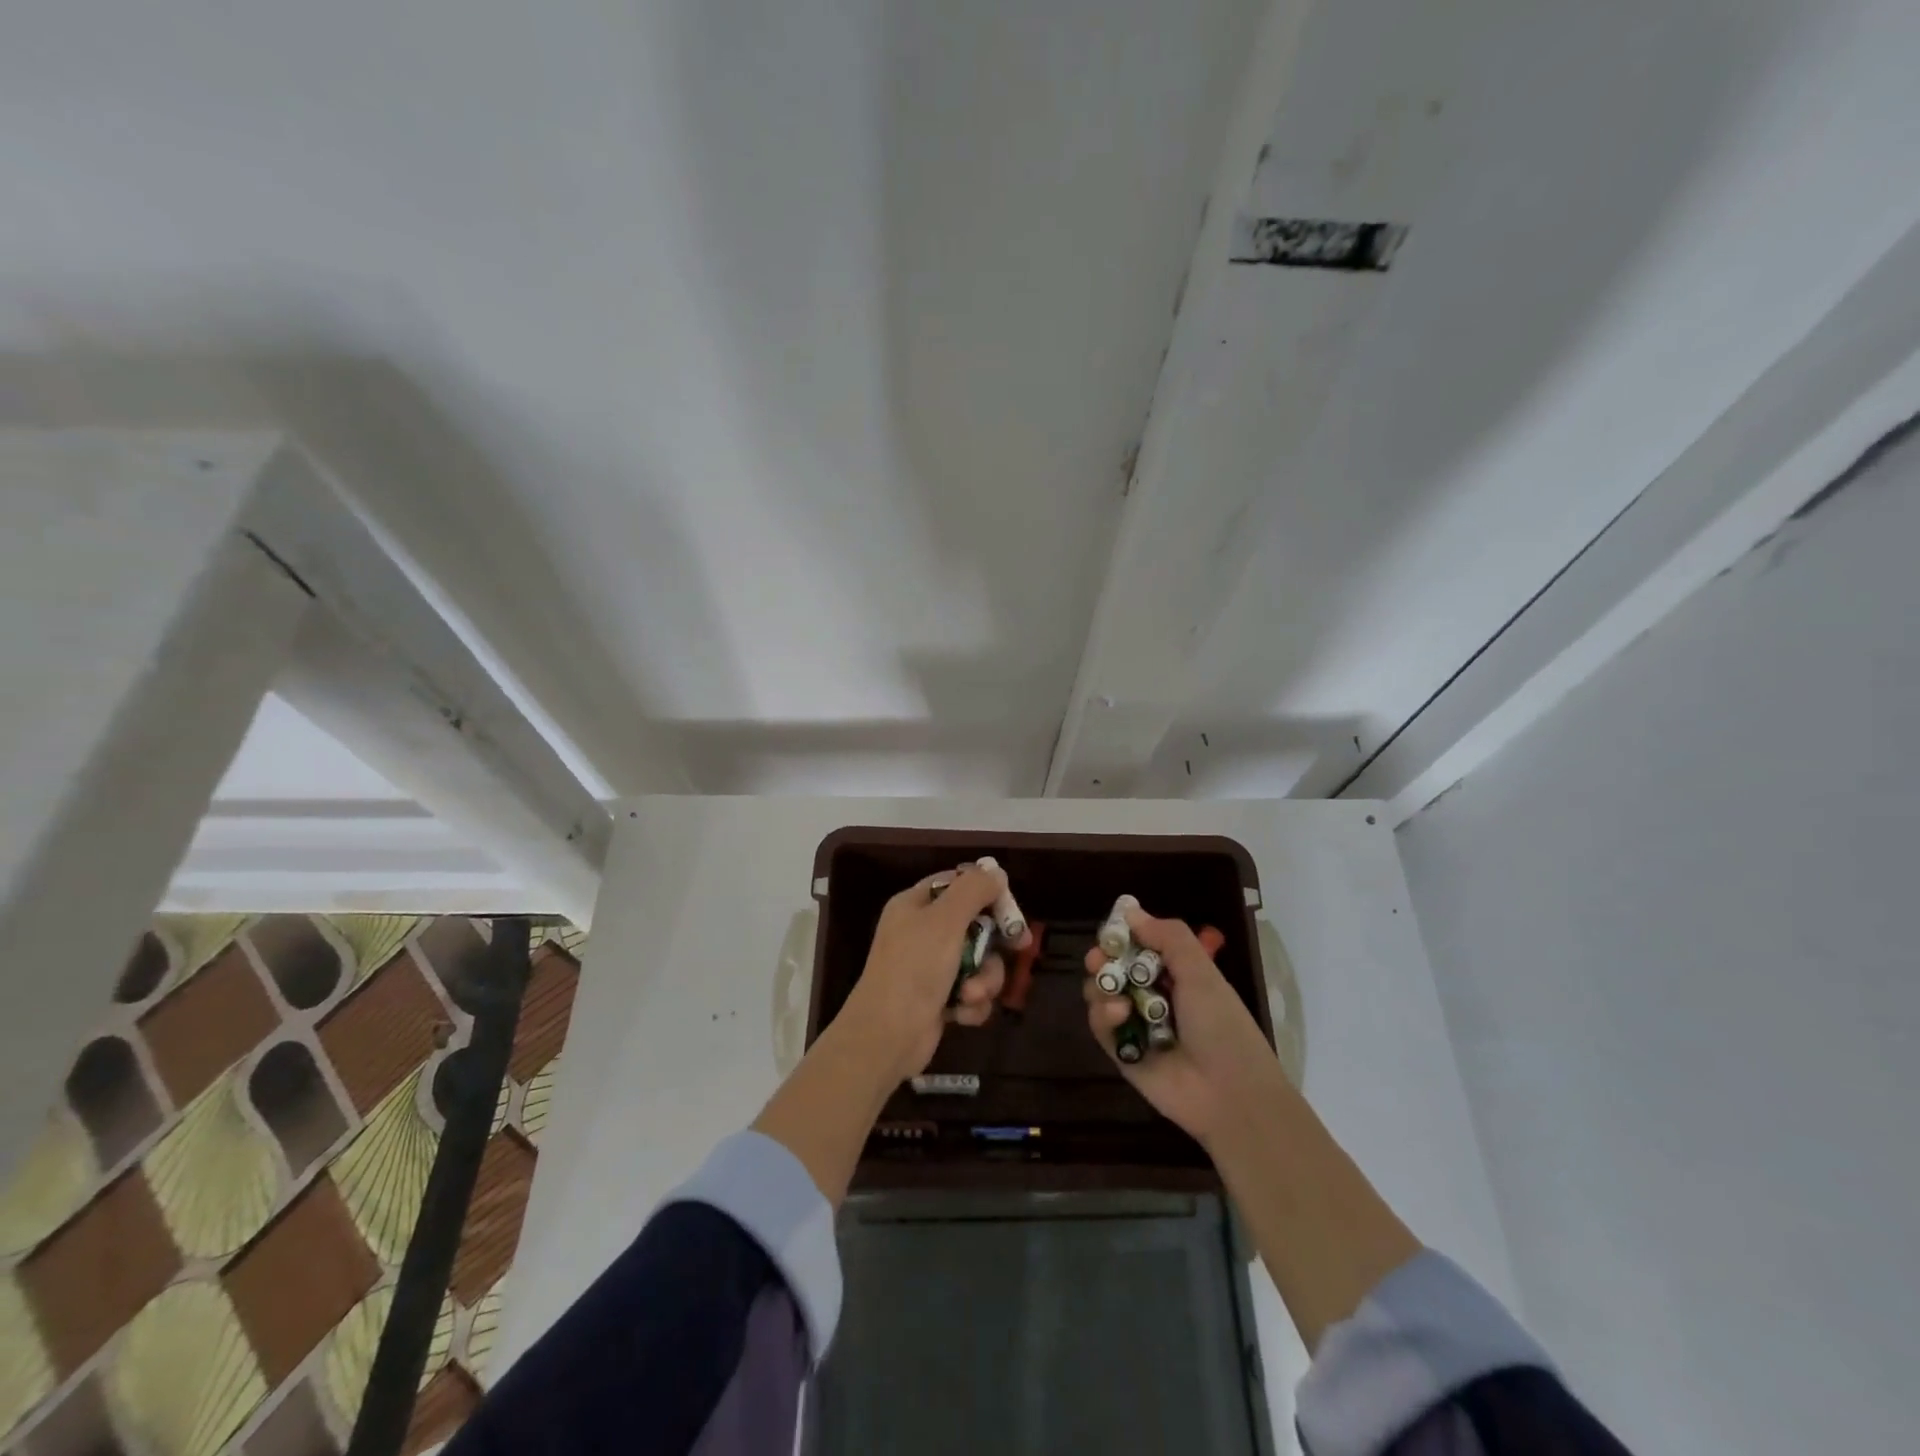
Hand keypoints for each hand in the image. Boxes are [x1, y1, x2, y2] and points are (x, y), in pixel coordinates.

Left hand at [840, 862, 1022, 1084]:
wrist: (887, 1036)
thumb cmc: (914, 968)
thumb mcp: (945, 920)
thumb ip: (973, 890)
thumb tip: (995, 872)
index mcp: (915, 905)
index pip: (957, 883)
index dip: (986, 892)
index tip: (1010, 907)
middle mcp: (922, 932)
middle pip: (975, 924)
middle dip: (992, 943)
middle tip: (1018, 947)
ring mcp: (930, 968)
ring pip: (979, 962)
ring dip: (984, 979)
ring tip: (971, 994)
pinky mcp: (939, 1000)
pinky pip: (972, 992)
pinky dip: (972, 1003)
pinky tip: (962, 1014)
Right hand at [1083, 906, 1283, 1145]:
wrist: (1230, 1094)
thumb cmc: (1222, 1026)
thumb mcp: (1201, 973)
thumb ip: (1169, 937)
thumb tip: (1130, 911)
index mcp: (1176, 974)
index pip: (1139, 945)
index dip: (1122, 936)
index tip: (1111, 931)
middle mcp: (1152, 995)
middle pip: (1114, 967)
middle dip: (1102, 959)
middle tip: (1098, 959)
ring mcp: (1135, 1024)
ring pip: (1101, 993)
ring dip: (1102, 986)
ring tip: (1114, 992)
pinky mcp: (1122, 1052)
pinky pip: (1100, 1026)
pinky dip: (1103, 1015)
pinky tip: (1118, 1013)